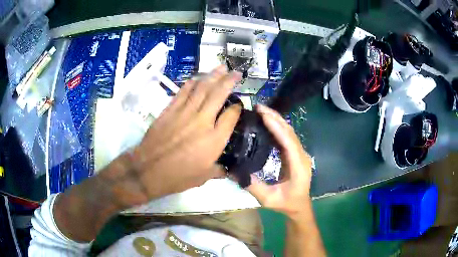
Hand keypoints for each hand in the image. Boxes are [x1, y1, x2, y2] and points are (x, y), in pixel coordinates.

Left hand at [97, 66, 242, 207]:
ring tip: (221, 68)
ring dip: (212, 76)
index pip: (231, 116)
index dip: (238, 107)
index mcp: (214, 140)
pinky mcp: (170, 110)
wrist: (148, 170)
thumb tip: (226, 169)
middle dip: (230, 81)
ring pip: (201, 88)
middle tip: (237, 73)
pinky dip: (191, 83)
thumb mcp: (203, 177)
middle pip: (218, 94)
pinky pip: (183, 92)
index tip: (239, 104)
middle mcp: (202, 121)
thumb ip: (218, 170)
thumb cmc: (178, 177)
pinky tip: (197, 78)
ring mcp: (184, 113)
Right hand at [247, 104, 312, 217]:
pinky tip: (268, 123)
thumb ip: (253, 186)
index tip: (263, 115)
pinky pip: (287, 137)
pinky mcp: (296, 154)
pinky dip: (278, 127)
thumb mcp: (268, 199)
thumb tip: (233, 173)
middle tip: (259, 107)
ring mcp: (300, 154)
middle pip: (290, 132)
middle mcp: (301, 156)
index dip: (277, 127)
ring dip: (277, 120)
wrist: (300, 206)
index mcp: (298, 166)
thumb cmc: (286, 203)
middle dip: (275, 118)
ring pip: (290, 132)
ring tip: (262, 111)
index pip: (288, 142)